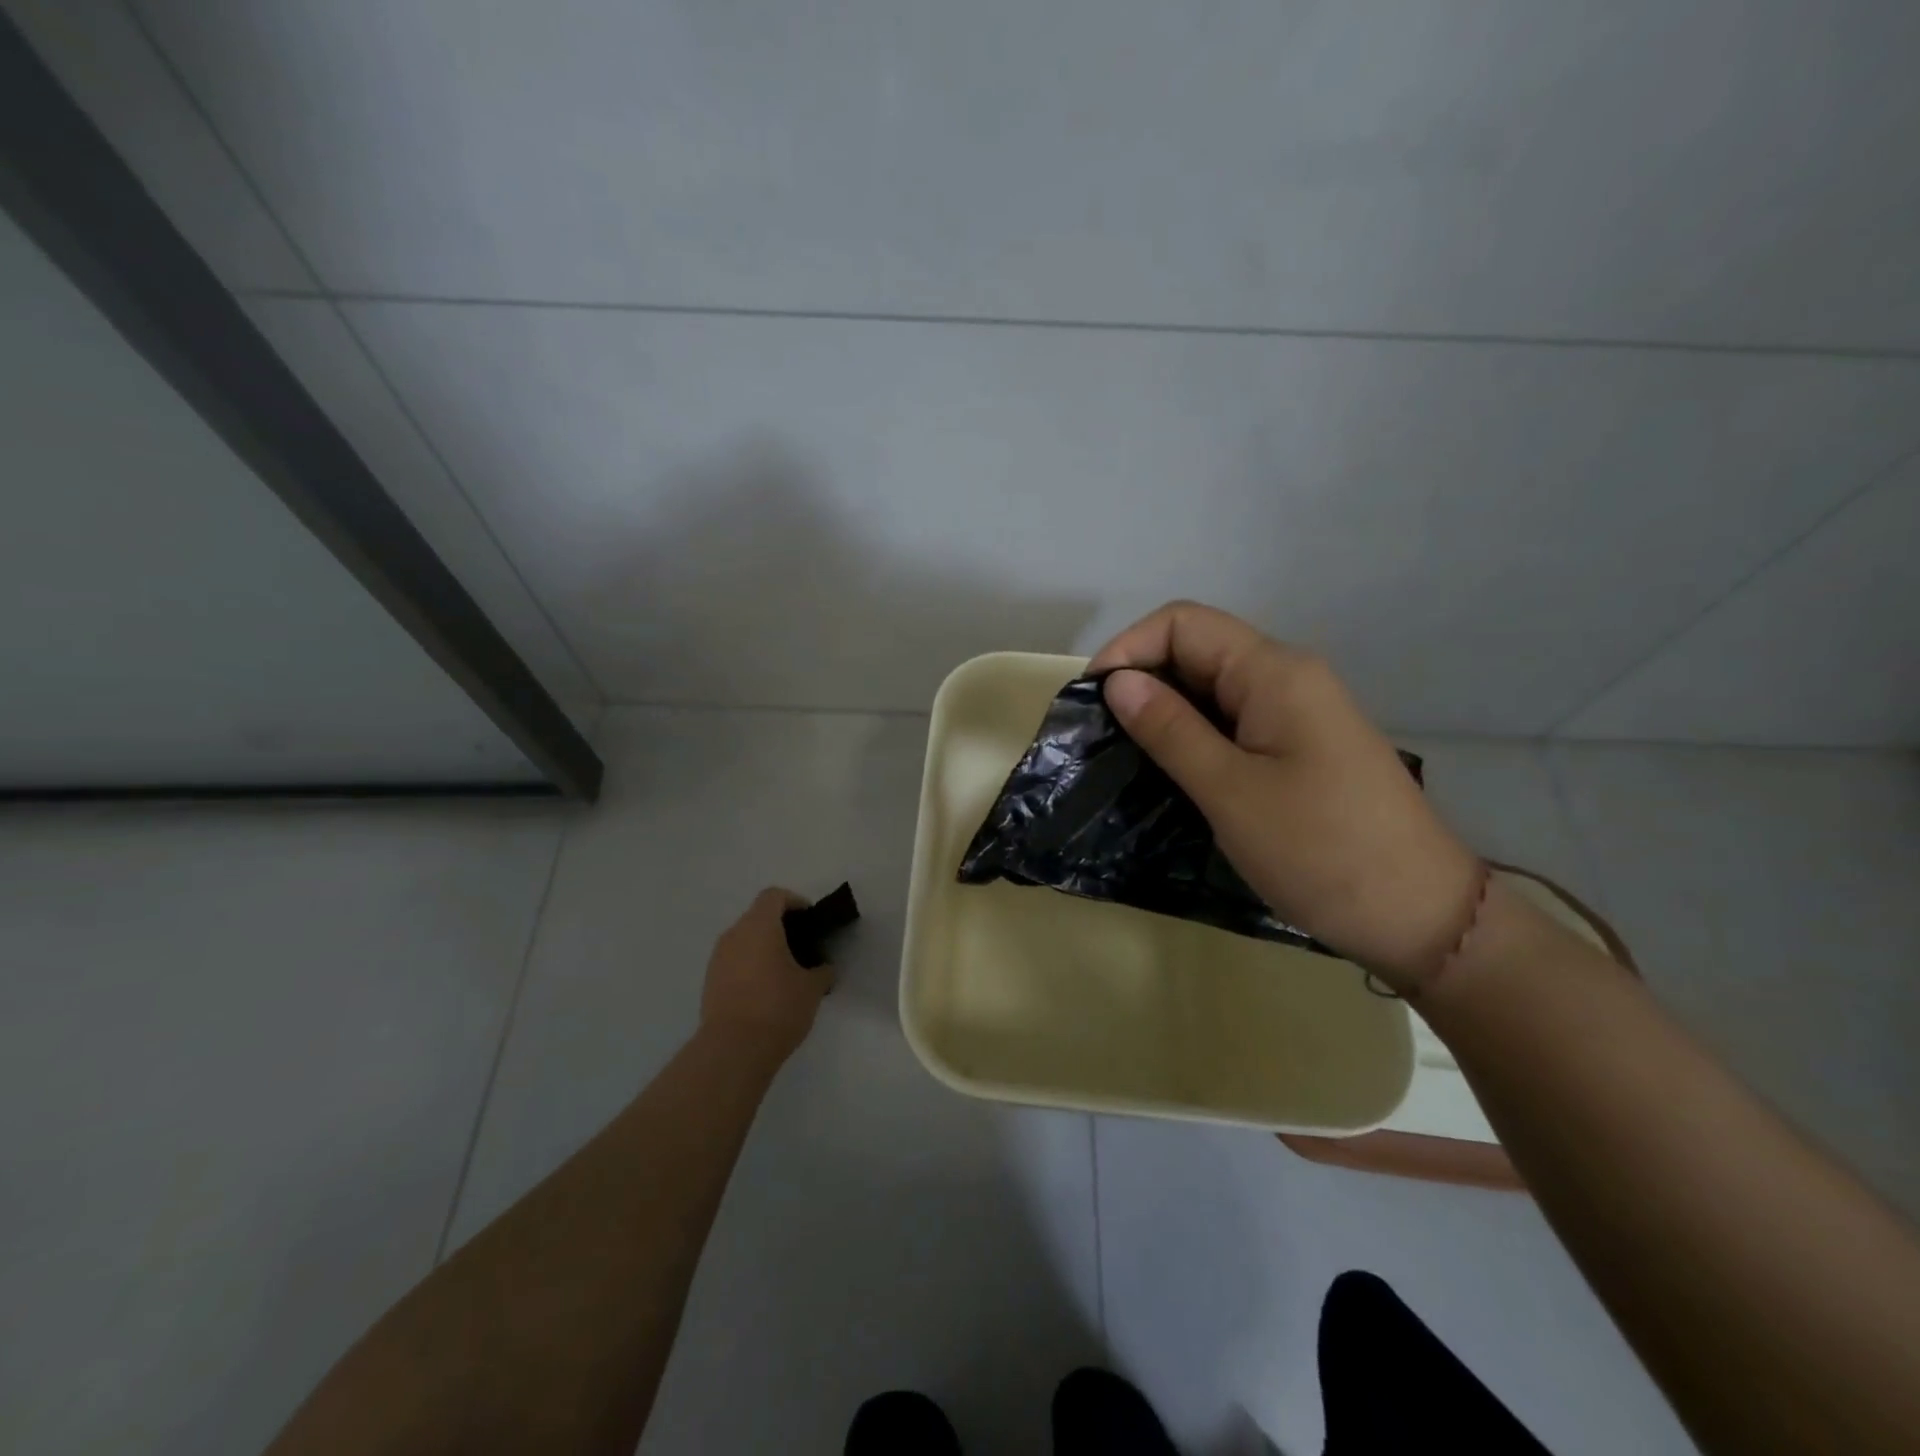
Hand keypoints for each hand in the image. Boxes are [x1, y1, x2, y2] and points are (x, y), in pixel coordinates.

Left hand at [700, 888, 828, 1063]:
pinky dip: (750, 967)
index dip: (794, 902)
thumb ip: (822, 971)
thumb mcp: (812, 988)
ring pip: (744, 940)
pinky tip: (766, 992)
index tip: (810, 921)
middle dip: (780, 927)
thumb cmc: (777, 1007)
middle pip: (757, 917)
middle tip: (802, 948)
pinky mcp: (709, 982)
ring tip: (785, 972)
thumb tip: (823, 968)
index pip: (774, 896)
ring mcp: (718, 959)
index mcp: (760, 926)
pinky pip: (734, 962)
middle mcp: (734, 935)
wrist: (732, 1050)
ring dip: (763, 948)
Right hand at [1089, 602, 1482, 990]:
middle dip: (1141, 680)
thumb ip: (1170, 729)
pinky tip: (1169, 770)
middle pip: (1197, 650)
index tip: (1090, 701)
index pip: (1182, 624)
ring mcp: (1297, 713)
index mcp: (1274, 672)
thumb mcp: (1229, 790)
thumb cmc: (1320, 850)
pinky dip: (1193, 735)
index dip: (1128, 649)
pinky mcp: (1300, 747)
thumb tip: (1117, 682)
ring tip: (1122, 754)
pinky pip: (1233, 721)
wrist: (1420, 915)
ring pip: (1213, 689)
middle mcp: (1287, 677)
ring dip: (1164, 711)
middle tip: (1099, 734)